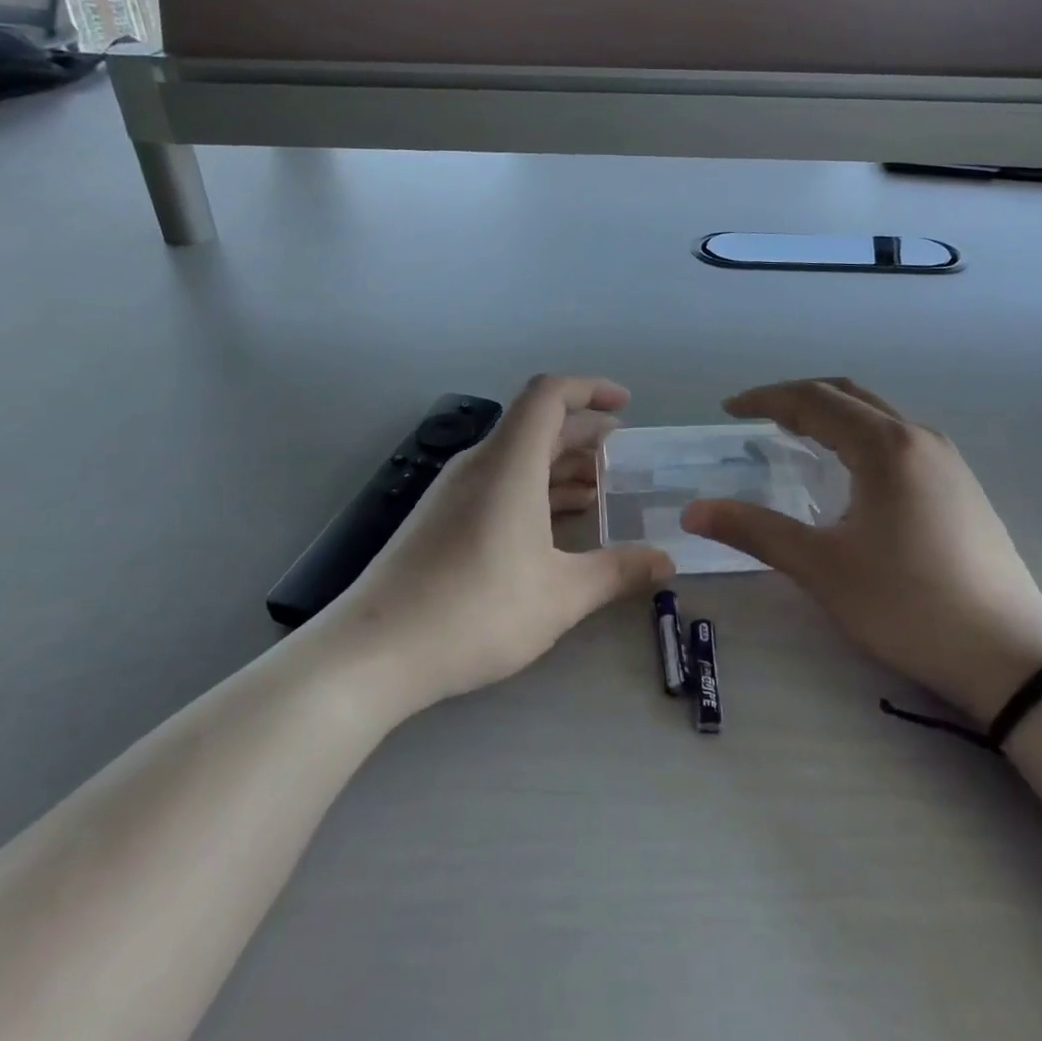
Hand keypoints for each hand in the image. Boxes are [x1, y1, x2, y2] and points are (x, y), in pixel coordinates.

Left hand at [323, 375, 673, 712]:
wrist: (374, 652)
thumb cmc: (476, 611)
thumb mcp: (561, 595)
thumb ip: (618, 572)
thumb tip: (666, 561)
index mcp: (509, 463)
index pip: (549, 395)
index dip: (590, 389)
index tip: (625, 405)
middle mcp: (480, 464)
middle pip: (536, 424)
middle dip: (584, 432)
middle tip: (624, 456)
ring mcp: (454, 491)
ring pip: (517, 456)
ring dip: (560, 464)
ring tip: (600, 490)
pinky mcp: (440, 518)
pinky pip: (498, 482)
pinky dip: (534, 488)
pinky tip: (555, 524)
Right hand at [680, 379, 1041, 723]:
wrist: (1010, 655)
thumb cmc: (908, 604)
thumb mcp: (822, 568)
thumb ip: (754, 531)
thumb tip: (693, 511)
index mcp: (885, 446)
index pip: (813, 401)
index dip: (765, 399)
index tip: (728, 409)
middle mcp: (918, 437)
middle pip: (846, 395)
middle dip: (796, 397)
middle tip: (755, 416)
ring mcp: (946, 460)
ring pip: (876, 414)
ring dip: (830, 414)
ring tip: (794, 436)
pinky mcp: (959, 485)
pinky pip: (897, 437)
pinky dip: (857, 435)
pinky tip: (847, 471)